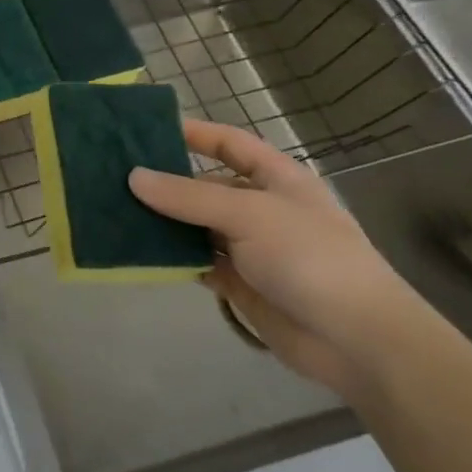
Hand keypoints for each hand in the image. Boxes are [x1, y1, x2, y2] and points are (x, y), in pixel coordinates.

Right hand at [128, 121, 426, 396]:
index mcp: (275, 178)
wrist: (358, 341)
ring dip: (162, 219)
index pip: (228, 143)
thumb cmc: (310, 257)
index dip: (192, 133)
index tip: (144, 130)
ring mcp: (250, 246)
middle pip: (204, 184)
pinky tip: (138, 249)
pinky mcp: (240, 282)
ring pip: (195, 224)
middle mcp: (260, 207)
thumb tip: (133, 177)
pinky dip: (171, 256)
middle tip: (113, 174)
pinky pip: (196, 260)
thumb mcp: (248, 214)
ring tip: (114, 209)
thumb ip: (187, 195)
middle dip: (164, 180)